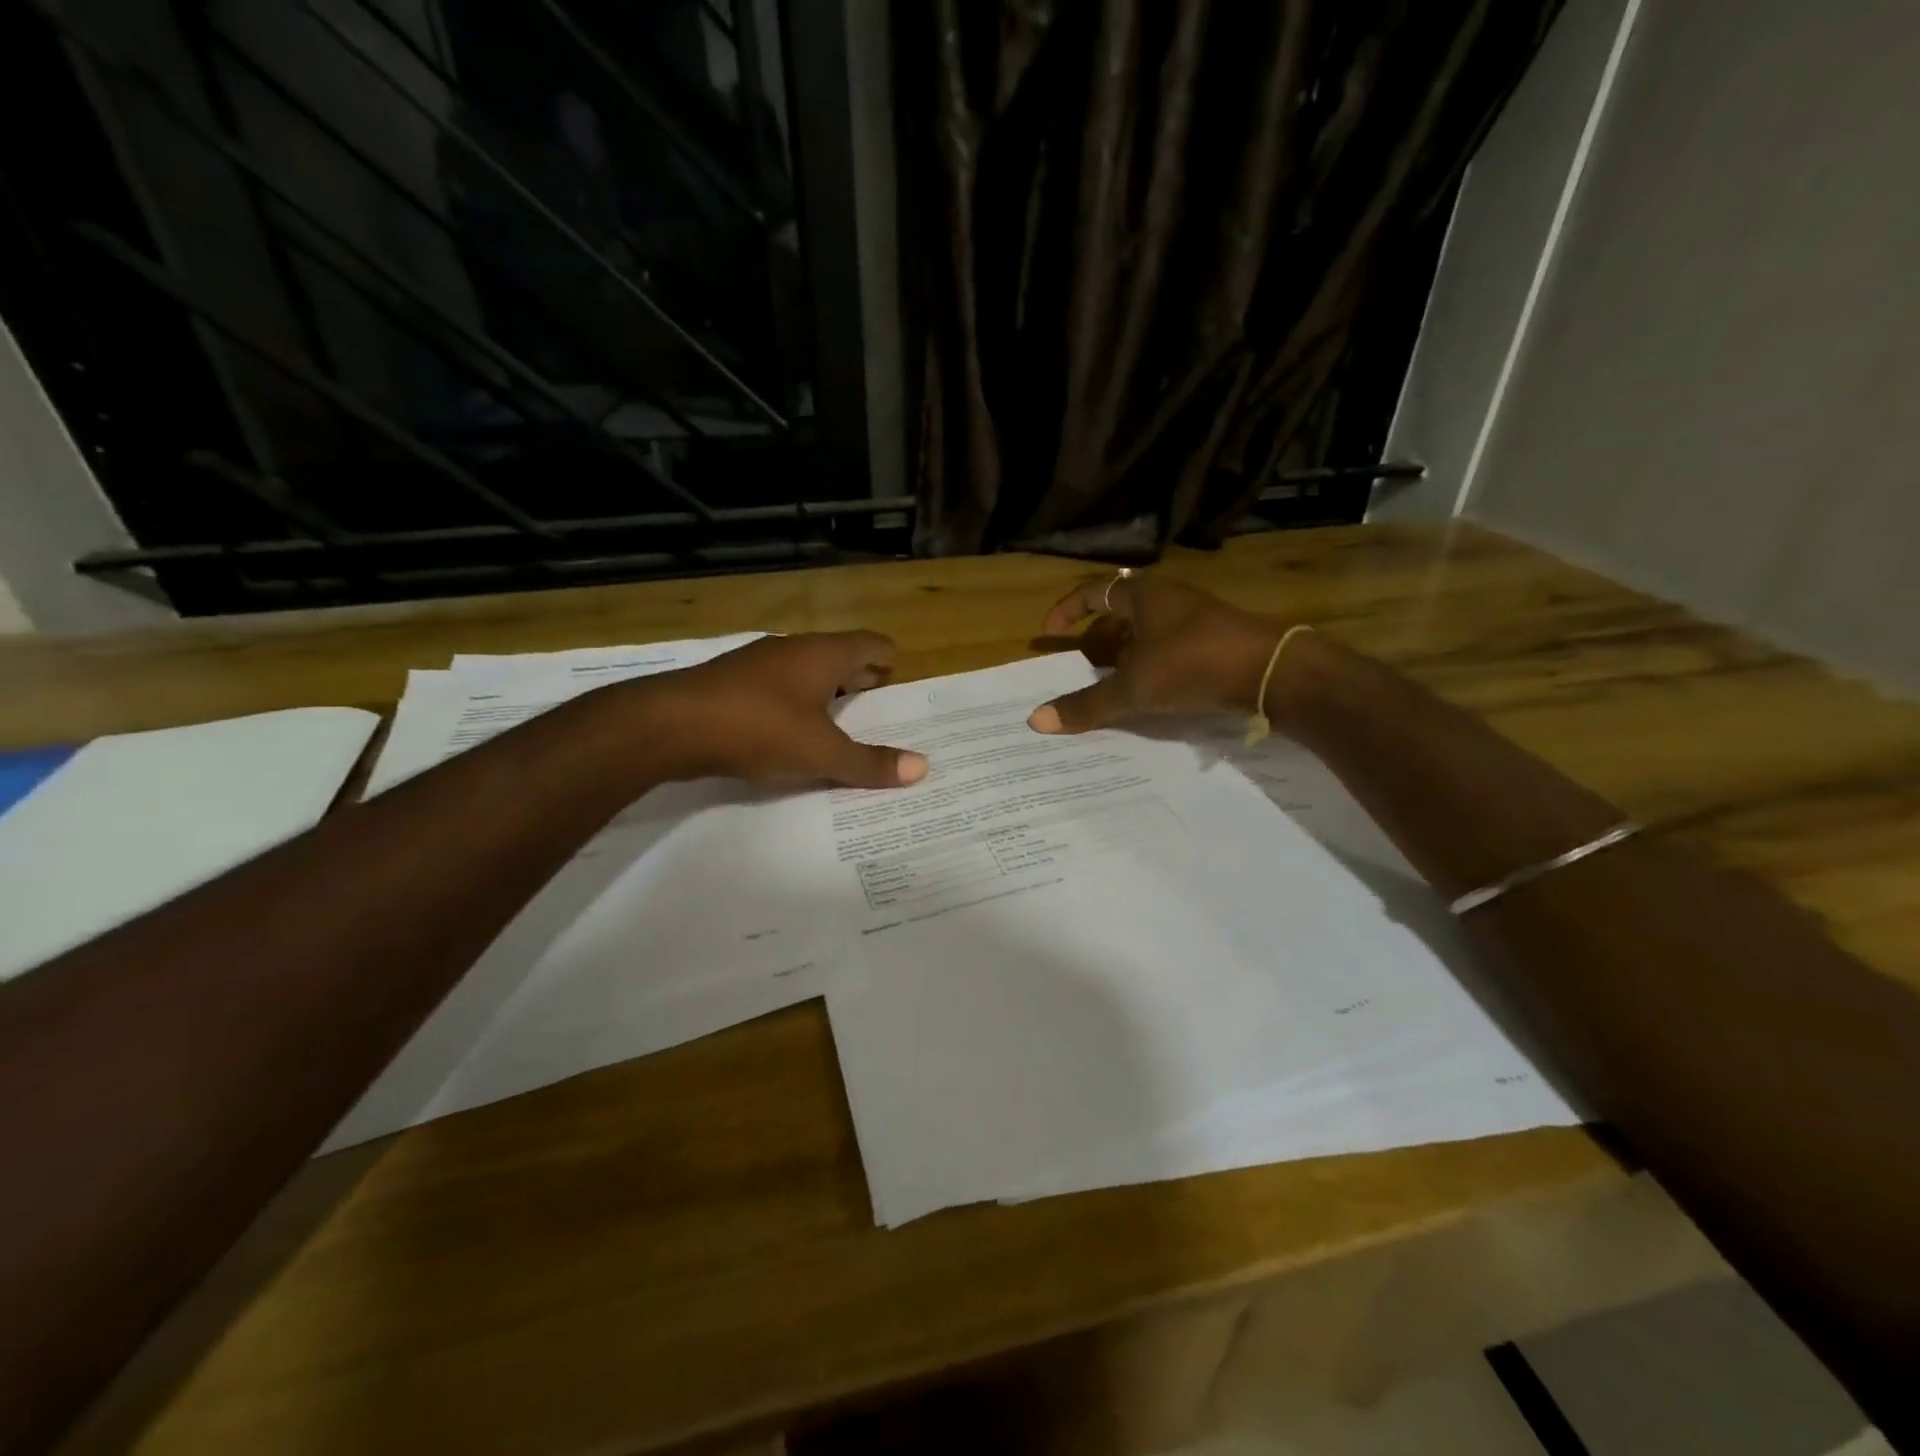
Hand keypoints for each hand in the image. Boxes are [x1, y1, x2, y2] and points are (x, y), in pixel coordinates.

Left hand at [627, 633, 928, 787]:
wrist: (671, 725)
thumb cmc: (760, 728)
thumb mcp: (822, 752)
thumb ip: (870, 763)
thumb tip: (923, 768)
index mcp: (822, 655)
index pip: (868, 644)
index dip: (886, 655)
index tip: (900, 666)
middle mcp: (792, 650)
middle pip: (838, 655)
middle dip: (860, 672)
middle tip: (882, 690)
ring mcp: (757, 664)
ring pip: (805, 670)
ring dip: (827, 687)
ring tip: (844, 711)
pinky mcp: (731, 684)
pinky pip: (778, 687)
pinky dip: (797, 700)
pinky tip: (795, 725)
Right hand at [1028, 573, 1286, 733]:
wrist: (1273, 672)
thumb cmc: (1193, 664)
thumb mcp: (1134, 687)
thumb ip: (1087, 704)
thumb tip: (1036, 720)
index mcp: (1144, 596)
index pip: (1094, 591)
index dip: (1069, 609)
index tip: (1051, 633)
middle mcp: (1170, 600)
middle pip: (1122, 611)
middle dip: (1099, 637)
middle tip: (1084, 664)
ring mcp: (1197, 619)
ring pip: (1149, 632)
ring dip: (1126, 654)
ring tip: (1113, 683)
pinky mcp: (1217, 641)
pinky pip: (1171, 648)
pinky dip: (1152, 666)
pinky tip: (1151, 693)